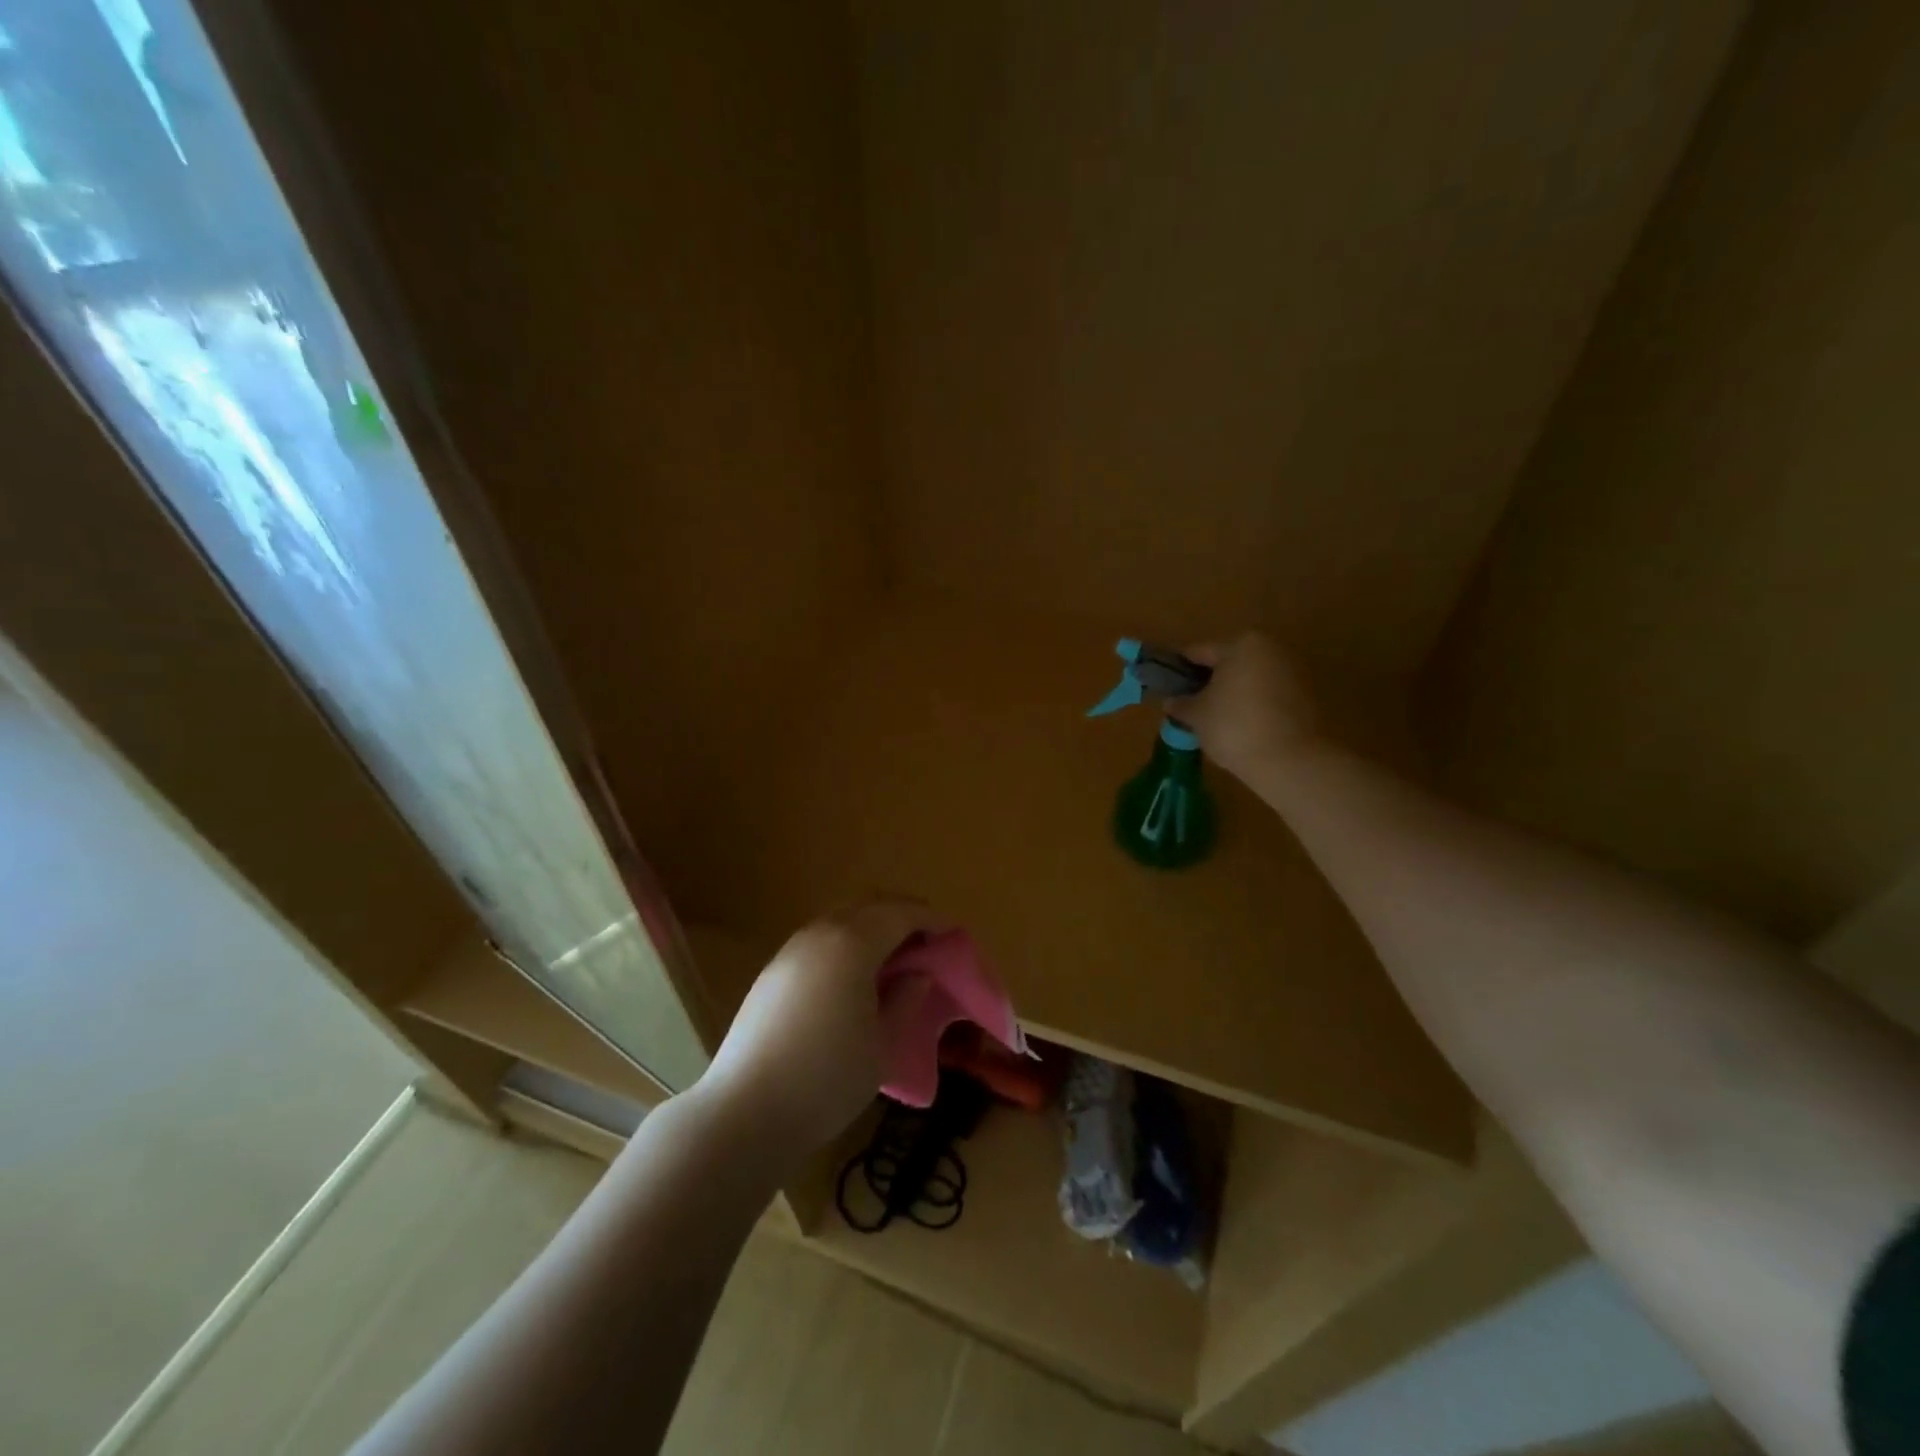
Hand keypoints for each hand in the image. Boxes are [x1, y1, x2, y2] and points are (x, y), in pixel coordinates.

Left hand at [693, 898, 943, 1164]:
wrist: (744, 1113)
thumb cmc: (826, 1079)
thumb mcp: (883, 1045)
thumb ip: (905, 1000)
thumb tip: (917, 973)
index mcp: (852, 944)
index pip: (900, 914)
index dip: (930, 919)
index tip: (952, 933)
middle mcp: (820, 934)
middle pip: (867, 905)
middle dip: (900, 914)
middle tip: (926, 939)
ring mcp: (791, 950)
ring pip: (840, 919)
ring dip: (871, 927)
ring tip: (894, 958)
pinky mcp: (772, 972)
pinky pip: (820, 940)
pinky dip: (846, 943)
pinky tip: (854, 978)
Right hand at [1169, 632, 1324, 783]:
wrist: (1291, 761)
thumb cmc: (1235, 727)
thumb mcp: (1197, 716)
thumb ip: (1181, 704)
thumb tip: (1172, 702)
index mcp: (1242, 644)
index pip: (1199, 652)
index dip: (1179, 670)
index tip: (1168, 688)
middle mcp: (1271, 649)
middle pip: (1229, 663)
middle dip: (1209, 682)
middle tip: (1191, 706)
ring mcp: (1294, 671)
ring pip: (1250, 679)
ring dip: (1232, 695)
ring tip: (1215, 722)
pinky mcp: (1309, 696)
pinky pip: (1269, 695)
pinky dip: (1253, 706)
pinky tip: (1241, 729)